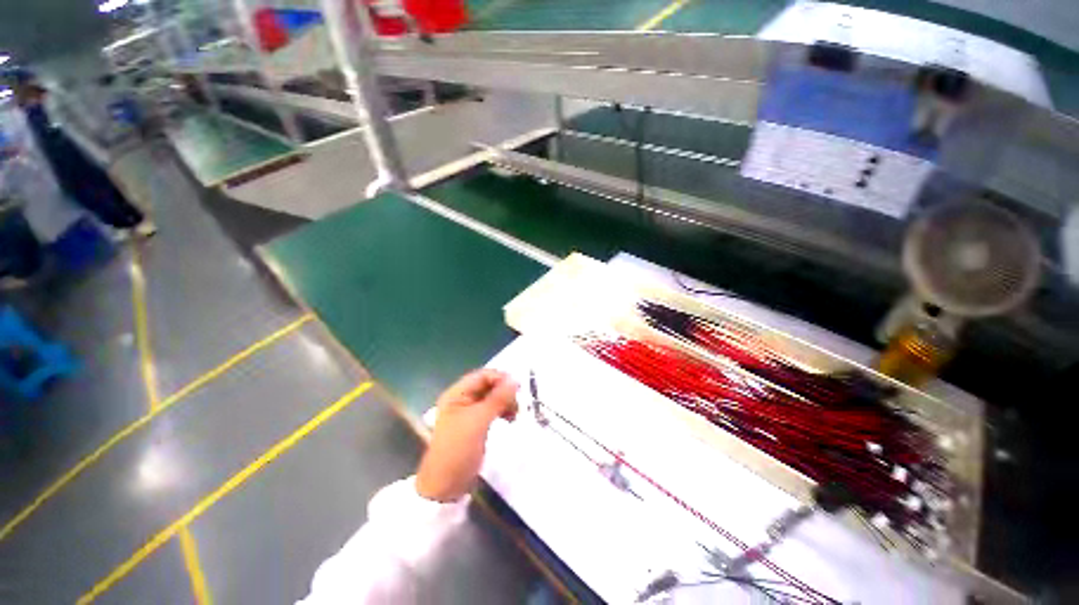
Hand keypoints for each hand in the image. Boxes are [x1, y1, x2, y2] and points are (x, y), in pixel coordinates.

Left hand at [416, 369, 518, 501]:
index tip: (518, 388)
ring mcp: (468, 413)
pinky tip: (510, 419)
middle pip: (488, 386)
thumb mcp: (479, 421)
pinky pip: (491, 410)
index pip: (482, 375)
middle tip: (518, 404)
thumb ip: (497, 398)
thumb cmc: (458, 449)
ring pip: (491, 398)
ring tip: (516, 413)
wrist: (445, 487)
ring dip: (505, 402)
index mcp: (456, 394)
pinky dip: (502, 412)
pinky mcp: (475, 425)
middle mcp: (461, 400)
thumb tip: (516, 379)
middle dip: (504, 391)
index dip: (500, 378)